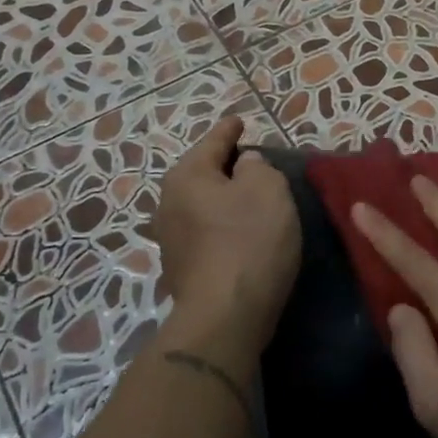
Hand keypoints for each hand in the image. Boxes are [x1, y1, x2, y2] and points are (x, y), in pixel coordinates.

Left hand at [152, 118, 300, 357]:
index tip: (239, 120)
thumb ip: (258, 167)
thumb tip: (246, 165)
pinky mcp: (181, 269)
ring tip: (249, 197)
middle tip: (252, 160)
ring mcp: (170, 239)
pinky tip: (240, 232)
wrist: (225, 317)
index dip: (229, 130)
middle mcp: (168, 203)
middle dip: (224, 166)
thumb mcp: (268, 190)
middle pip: (201, 173)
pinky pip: (204, 232)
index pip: (213, 141)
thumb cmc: (249, 241)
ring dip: (223, 199)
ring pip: (201, 204)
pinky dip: (221, 226)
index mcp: (187, 176)